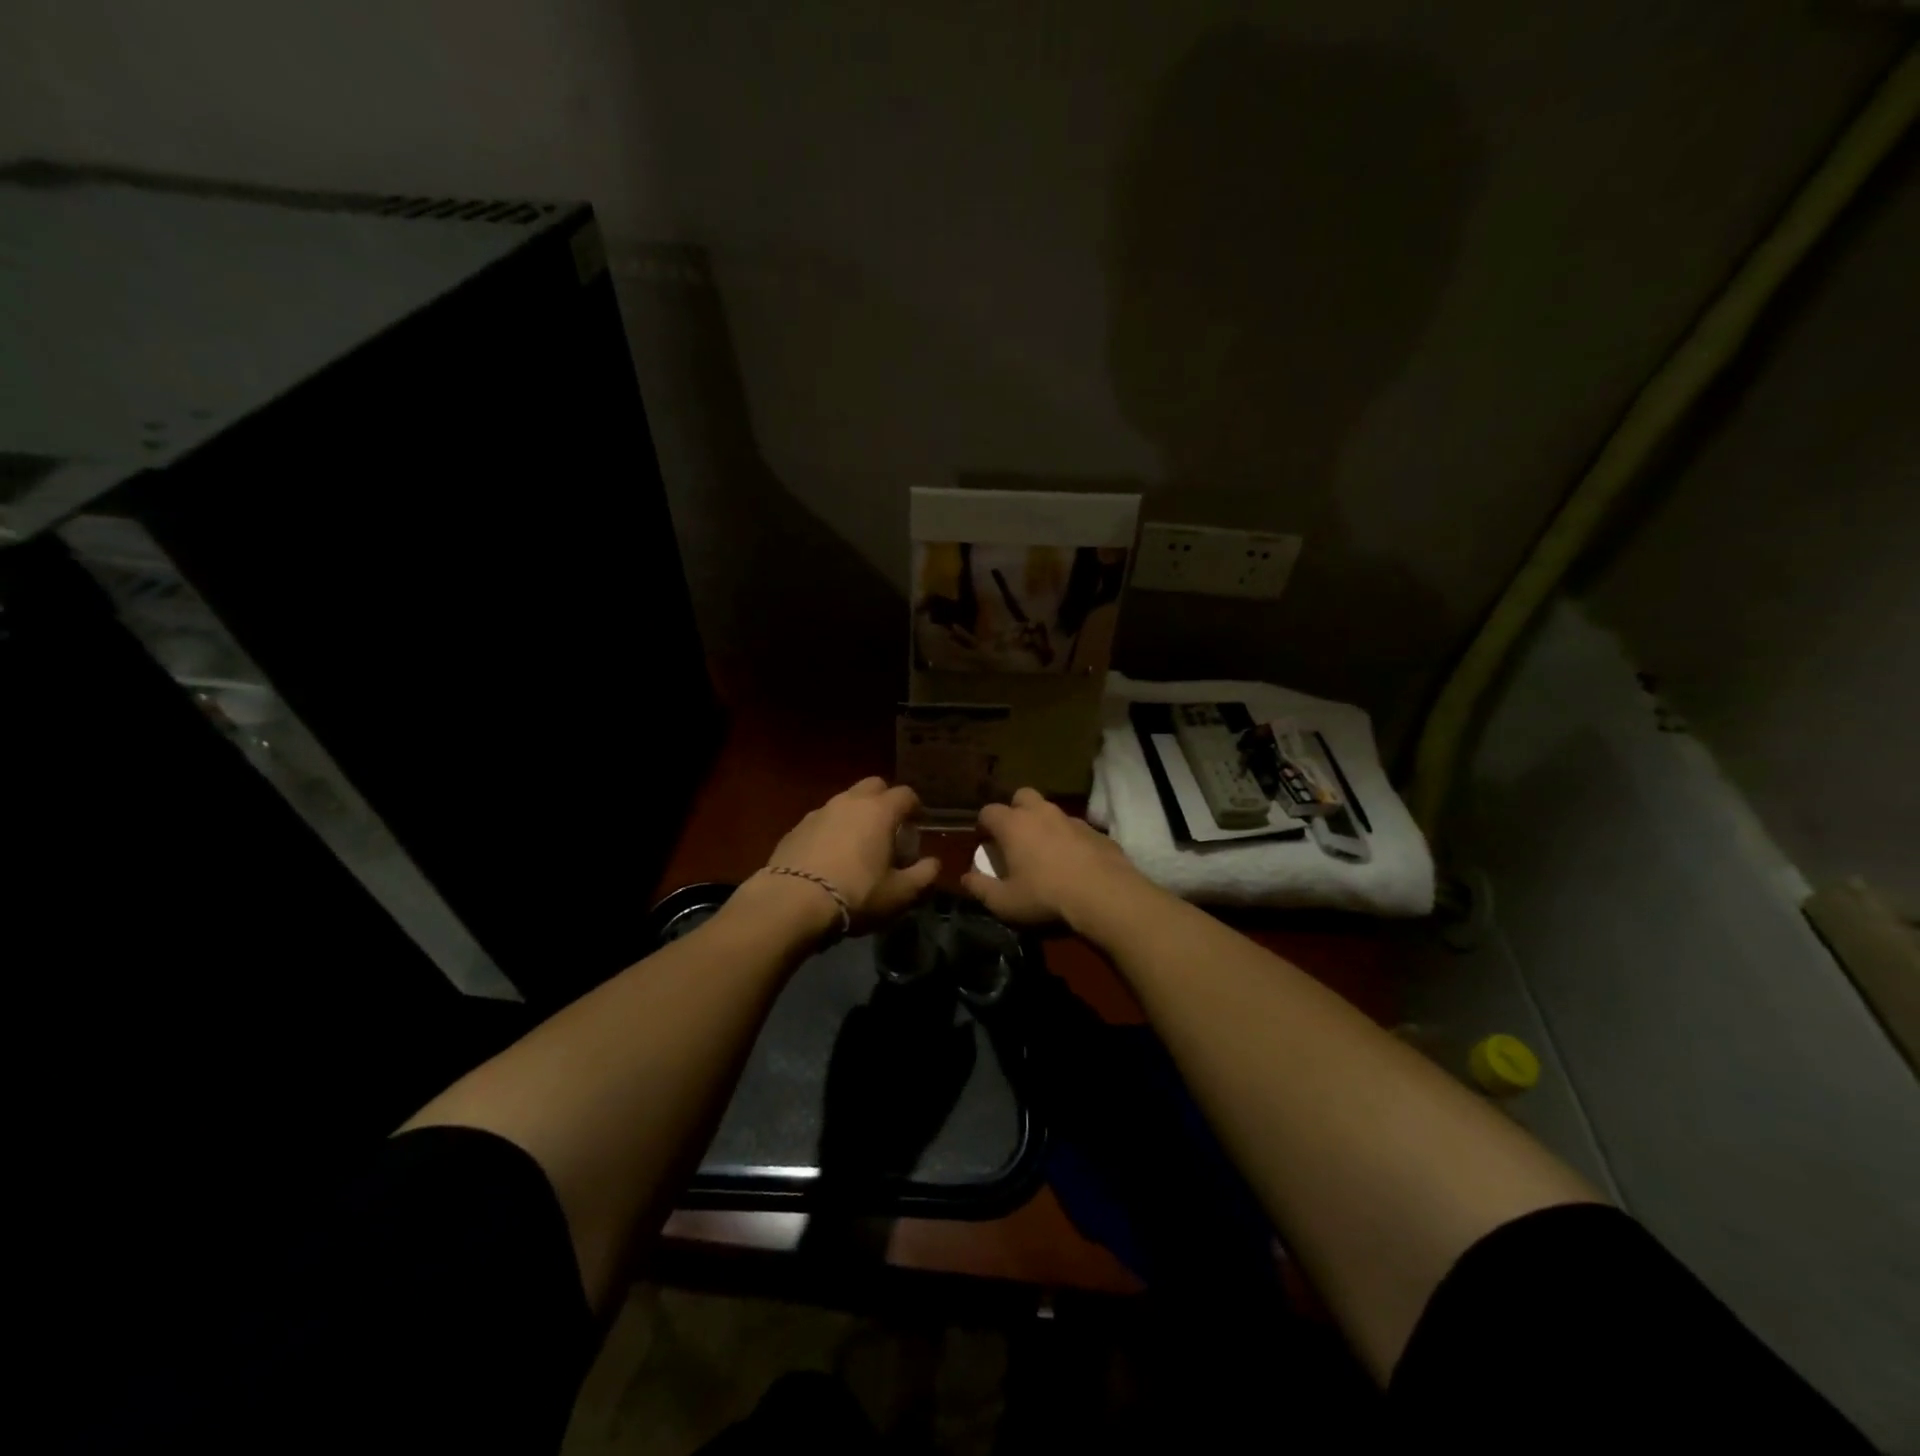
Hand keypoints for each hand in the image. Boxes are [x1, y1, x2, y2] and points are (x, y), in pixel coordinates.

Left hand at [758, 777, 939, 929]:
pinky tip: (830, 857)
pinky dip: (832, 831)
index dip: (915, 808)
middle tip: (889, 829)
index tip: (917, 826)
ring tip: (858, 845)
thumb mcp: (900, 893)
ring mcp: (819, 812)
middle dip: (885, 801)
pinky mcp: (795, 828)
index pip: (906, 794)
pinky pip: (822, 821)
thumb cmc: (856, 894)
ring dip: (856, 816)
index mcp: (880, 811)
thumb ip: (924, 875)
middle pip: (874, 786)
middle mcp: (849, 802)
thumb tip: (933, 863)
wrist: (791, 902)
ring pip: (845, 802)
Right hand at [961, 787, 1144, 929]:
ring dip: (1044, 825)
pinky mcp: (1096, 832)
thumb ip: (980, 888)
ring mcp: (1072, 819)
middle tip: (1015, 837)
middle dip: (1015, 811)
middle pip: (1022, 796)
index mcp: (1013, 825)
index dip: (984, 825)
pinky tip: (1074, 863)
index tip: (985, 843)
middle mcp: (1041, 813)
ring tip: (1045, 852)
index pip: (989, 811)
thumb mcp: (1004, 902)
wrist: (1105, 896)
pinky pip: (1076, 829)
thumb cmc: (1045, 897)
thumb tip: (966, 878)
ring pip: (1051, 811)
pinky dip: (1070, 840)